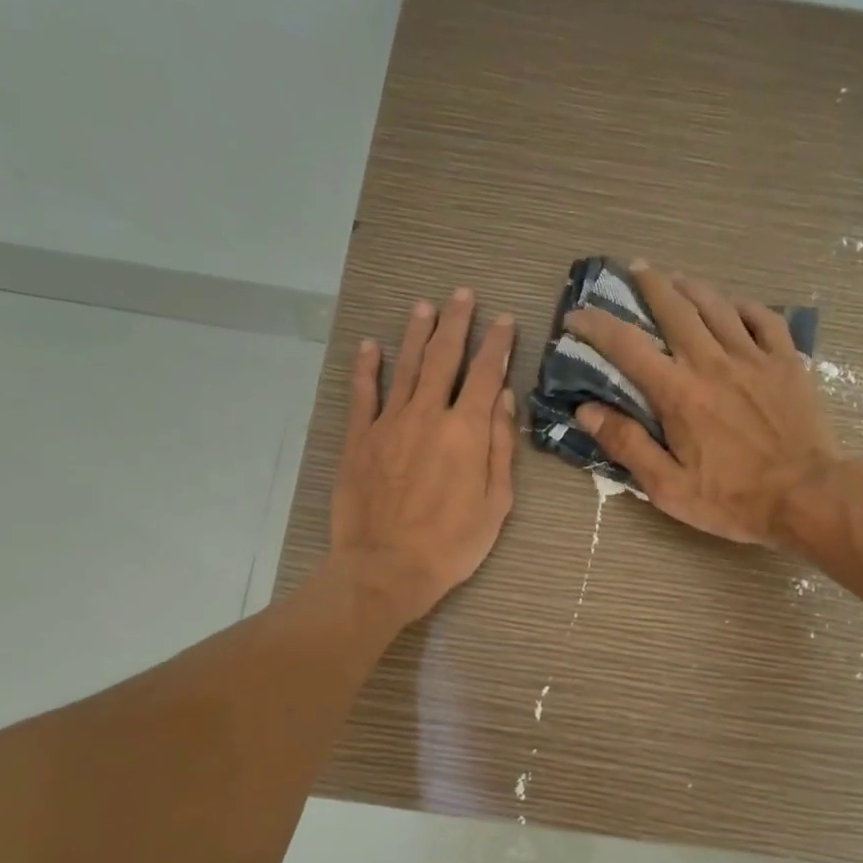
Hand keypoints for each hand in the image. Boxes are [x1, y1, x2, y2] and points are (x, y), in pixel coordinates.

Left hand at [329, 288, 516, 627]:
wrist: (387, 567)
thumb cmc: (452, 544)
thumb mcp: (496, 503)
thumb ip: (501, 446)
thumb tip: (503, 397)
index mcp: (466, 430)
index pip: (485, 374)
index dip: (497, 344)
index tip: (504, 321)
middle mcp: (428, 414)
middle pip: (444, 357)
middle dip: (457, 323)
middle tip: (463, 295)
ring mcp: (389, 423)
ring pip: (406, 366)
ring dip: (417, 333)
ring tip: (425, 306)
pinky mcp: (358, 439)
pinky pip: (363, 394)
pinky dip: (367, 367)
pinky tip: (371, 345)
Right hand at [564, 263, 838, 544]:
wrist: (806, 496)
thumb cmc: (732, 499)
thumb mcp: (668, 487)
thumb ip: (627, 445)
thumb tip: (586, 411)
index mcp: (678, 393)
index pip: (627, 347)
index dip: (597, 326)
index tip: (577, 316)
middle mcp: (712, 363)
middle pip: (675, 309)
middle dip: (650, 284)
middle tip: (636, 269)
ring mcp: (754, 358)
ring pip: (718, 305)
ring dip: (692, 286)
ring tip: (677, 278)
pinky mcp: (787, 362)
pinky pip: (764, 319)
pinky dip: (744, 307)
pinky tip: (734, 306)